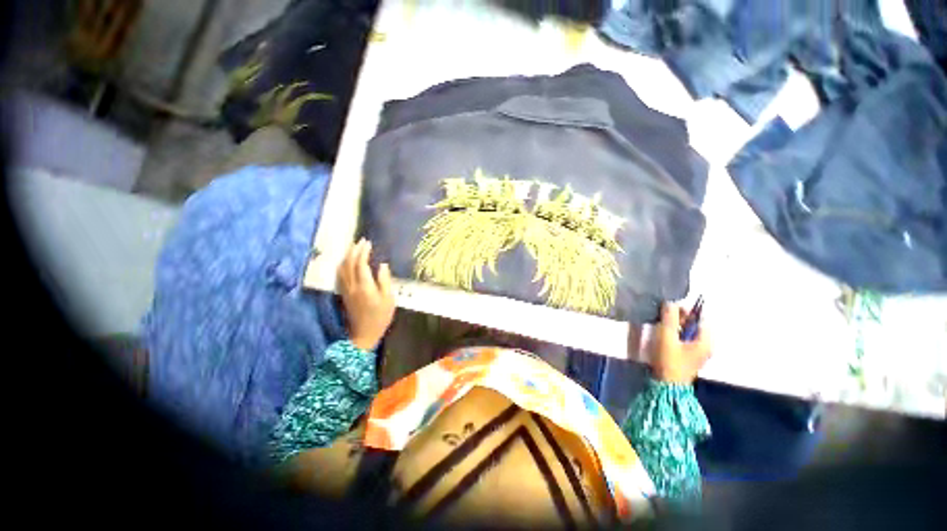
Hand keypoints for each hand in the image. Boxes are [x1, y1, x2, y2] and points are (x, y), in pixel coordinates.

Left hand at [338, 239, 394, 350]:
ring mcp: (346, 290)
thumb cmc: (380, 317)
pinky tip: (347, 261)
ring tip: (354, 247)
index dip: (363, 252)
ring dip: (347, 256)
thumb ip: (385, 281)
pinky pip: (340, 275)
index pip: (361, 264)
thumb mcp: (389, 299)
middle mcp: (352, 286)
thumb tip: (383, 265)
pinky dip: (343, 265)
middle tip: (361, 241)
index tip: (368, 243)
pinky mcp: (344, 293)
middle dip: (354, 251)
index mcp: (365, 287)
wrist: (364, 334)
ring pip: (342, 269)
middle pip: (349, 264)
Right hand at [650, 302, 710, 383]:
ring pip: (688, 331)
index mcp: (706, 340)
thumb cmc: (669, 360)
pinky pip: (684, 339)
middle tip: (663, 315)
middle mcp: (706, 344)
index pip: (700, 317)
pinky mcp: (689, 356)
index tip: (670, 307)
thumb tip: (671, 301)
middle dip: (680, 317)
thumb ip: (669, 318)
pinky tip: (664, 335)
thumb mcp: (667, 337)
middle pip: (695, 324)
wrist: (666, 386)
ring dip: (676, 325)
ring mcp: (698, 352)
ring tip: (661, 323)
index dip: (686, 309)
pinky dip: (675, 333)